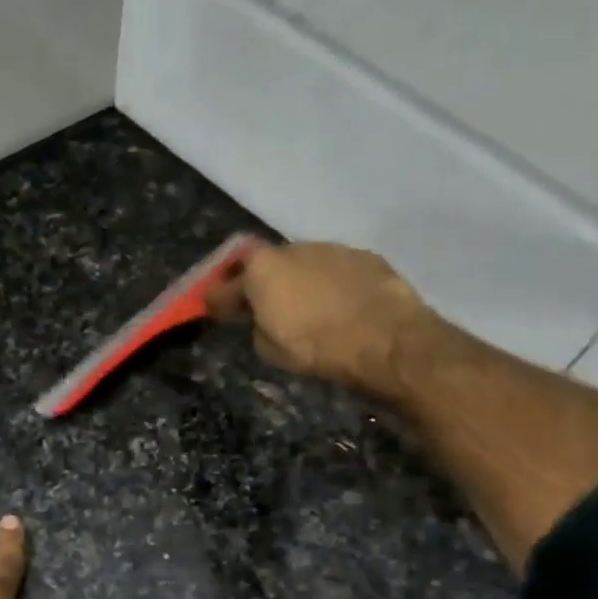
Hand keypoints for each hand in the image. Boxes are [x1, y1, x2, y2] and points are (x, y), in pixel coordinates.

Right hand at [207, 239, 460, 398]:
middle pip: (266, 265)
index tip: (211, 308)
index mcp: (261, 268)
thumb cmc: (317, 347)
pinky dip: (331, 285)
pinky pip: (336, 270)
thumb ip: (258, 326)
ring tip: (306, 308)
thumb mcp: (270, 349)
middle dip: (261, 283)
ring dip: (299, 282)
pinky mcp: (365, 257)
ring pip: (304, 264)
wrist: (386, 339)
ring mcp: (332, 249)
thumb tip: (264, 318)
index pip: (226, 282)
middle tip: (261, 307)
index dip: (217, 298)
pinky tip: (339, 306)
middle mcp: (293, 249)